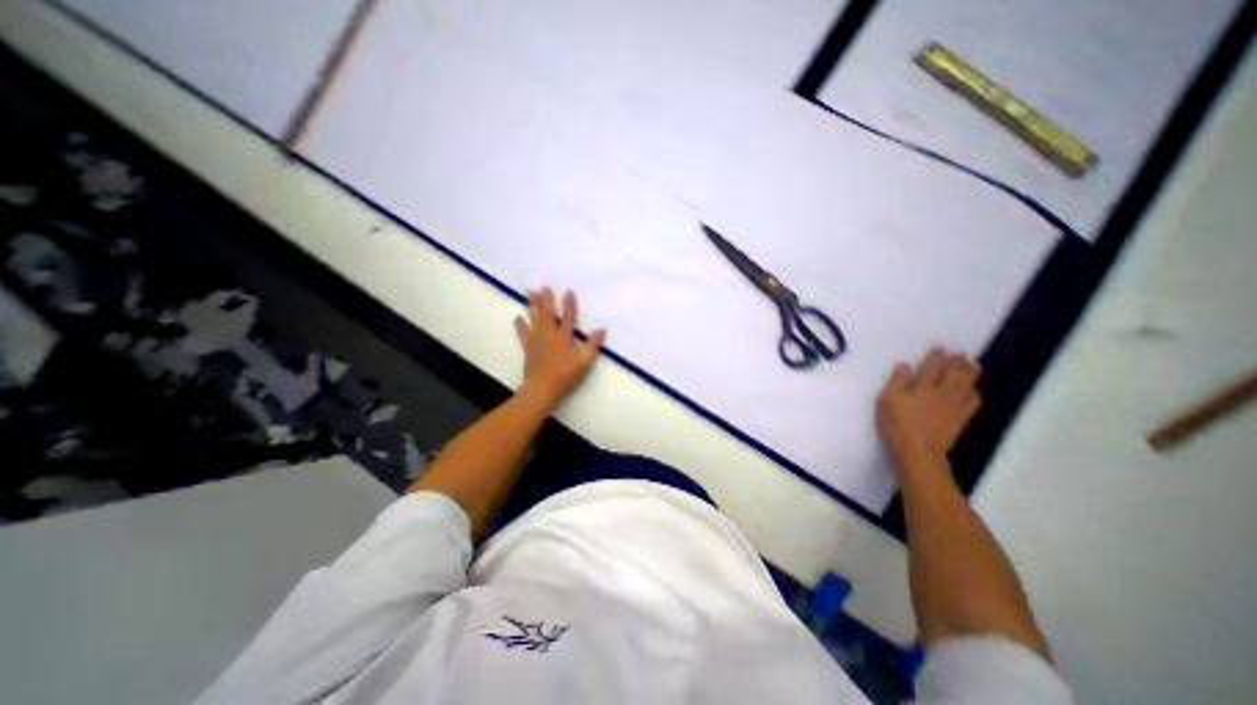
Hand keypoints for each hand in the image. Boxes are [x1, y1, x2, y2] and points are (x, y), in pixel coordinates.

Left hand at [512, 285, 606, 406]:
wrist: (542, 388)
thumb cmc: (565, 375)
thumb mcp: (585, 361)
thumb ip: (593, 344)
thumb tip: (601, 330)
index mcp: (564, 336)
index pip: (568, 316)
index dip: (569, 304)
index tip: (568, 291)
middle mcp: (549, 334)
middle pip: (548, 313)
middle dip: (547, 300)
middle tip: (544, 287)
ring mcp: (536, 340)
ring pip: (534, 318)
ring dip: (532, 305)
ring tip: (530, 292)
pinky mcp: (528, 348)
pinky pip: (523, 333)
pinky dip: (520, 325)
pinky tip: (517, 317)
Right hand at [878, 345, 980, 473]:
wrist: (918, 451)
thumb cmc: (897, 425)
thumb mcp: (887, 401)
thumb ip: (896, 382)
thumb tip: (904, 365)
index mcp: (924, 387)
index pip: (933, 367)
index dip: (937, 357)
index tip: (940, 348)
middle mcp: (943, 393)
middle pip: (955, 374)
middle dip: (958, 362)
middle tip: (961, 354)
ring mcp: (955, 406)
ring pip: (967, 385)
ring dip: (971, 374)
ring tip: (973, 365)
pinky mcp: (961, 419)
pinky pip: (973, 402)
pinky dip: (975, 393)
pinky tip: (974, 391)